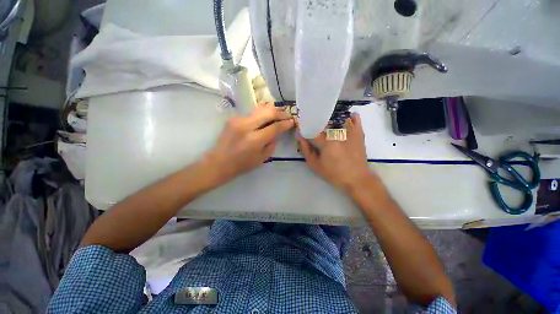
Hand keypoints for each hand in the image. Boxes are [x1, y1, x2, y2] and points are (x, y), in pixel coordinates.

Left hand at [204, 104, 294, 184]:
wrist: (219, 162)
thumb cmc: (242, 164)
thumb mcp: (262, 158)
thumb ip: (272, 143)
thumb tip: (277, 132)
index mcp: (255, 140)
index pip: (275, 127)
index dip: (286, 123)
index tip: (292, 121)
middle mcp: (246, 126)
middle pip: (268, 112)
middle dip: (280, 112)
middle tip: (286, 116)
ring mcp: (238, 120)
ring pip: (260, 109)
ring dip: (271, 111)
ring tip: (277, 114)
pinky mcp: (233, 118)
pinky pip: (251, 113)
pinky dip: (261, 115)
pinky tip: (263, 119)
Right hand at [297, 112, 375, 191]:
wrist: (356, 179)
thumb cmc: (334, 174)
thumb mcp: (315, 165)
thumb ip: (305, 150)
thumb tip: (299, 136)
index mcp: (326, 142)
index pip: (311, 129)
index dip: (304, 129)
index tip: (301, 130)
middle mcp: (337, 134)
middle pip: (323, 122)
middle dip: (316, 124)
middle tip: (313, 130)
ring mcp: (350, 132)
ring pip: (338, 118)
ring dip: (331, 119)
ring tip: (327, 124)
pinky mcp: (359, 134)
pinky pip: (355, 119)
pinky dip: (351, 117)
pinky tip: (345, 119)